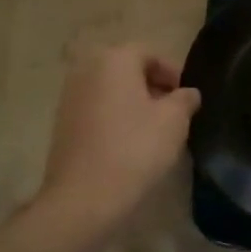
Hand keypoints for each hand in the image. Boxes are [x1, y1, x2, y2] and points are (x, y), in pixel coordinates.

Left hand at [38, 45, 200, 231]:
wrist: (83, 198)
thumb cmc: (134, 149)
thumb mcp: (173, 122)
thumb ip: (185, 99)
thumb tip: (188, 93)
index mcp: (114, 59)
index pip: (150, 53)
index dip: (172, 73)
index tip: (186, 98)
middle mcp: (87, 68)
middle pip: (128, 69)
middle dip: (152, 86)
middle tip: (173, 112)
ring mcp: (70, 94)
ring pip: (111, 89)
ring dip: (132, 102)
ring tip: (153, 130)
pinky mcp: (62, 121)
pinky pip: (96, 108)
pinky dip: (113, 116)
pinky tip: (127, 143)